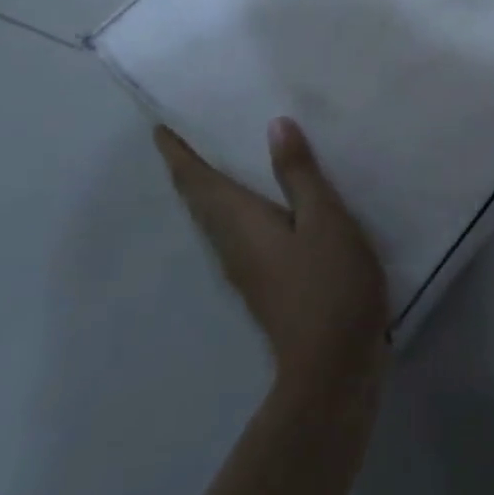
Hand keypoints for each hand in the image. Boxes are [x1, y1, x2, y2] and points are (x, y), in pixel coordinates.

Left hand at [155, 119, 388, 394]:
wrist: (333, 369)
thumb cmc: (329, 285)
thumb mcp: (324, 219)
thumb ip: (299, 174)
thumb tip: (274, 125)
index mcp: (240, 223)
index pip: (198, 181)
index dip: (178, 152)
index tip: (160, 125)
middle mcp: (232, 244)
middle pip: (200, 199)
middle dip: (189, 165)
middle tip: (190, 129)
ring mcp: (247, 267)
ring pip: (216, 216)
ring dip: (210, 184)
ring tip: (222, 151)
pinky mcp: (265, 281)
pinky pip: (237, 229)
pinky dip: (235, 203)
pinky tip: (261, 196)